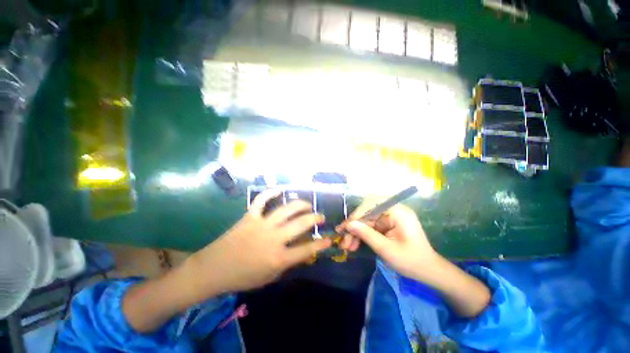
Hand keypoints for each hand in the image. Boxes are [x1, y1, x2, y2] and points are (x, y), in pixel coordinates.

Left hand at [186, 190, 331, 297]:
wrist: (214, 269)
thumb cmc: (243, 276)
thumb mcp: (270, 276)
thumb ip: (288, 262)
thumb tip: (302, 250)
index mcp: (278, 258)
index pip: (306, 250)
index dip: (321, 244)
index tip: (329, 239)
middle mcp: (274, 239)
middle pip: (300, 224)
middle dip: (314, 218)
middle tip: (320, 216)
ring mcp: (262, 225)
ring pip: (286, 209)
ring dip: (300, 204)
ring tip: (307, 204)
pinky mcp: (250, 217)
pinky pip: (261, 200)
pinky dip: (270, 193)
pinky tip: (280, 190)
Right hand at [338, 203, 437, 280]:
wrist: (428, 271)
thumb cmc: (411, 261)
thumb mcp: (387, 249)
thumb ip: (367, 235)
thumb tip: (349, 225)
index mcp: (398, 211)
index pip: (371, 205)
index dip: (357, 215)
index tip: (345, 227)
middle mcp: (393, 210)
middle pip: (367, 212)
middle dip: (354, 226)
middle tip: (343, 240)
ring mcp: (390, 217)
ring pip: (366, 220)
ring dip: (356, 232)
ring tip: (347, 246)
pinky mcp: (387, 224)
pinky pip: (370, 226)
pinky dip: (362, 235)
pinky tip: (354, 244)